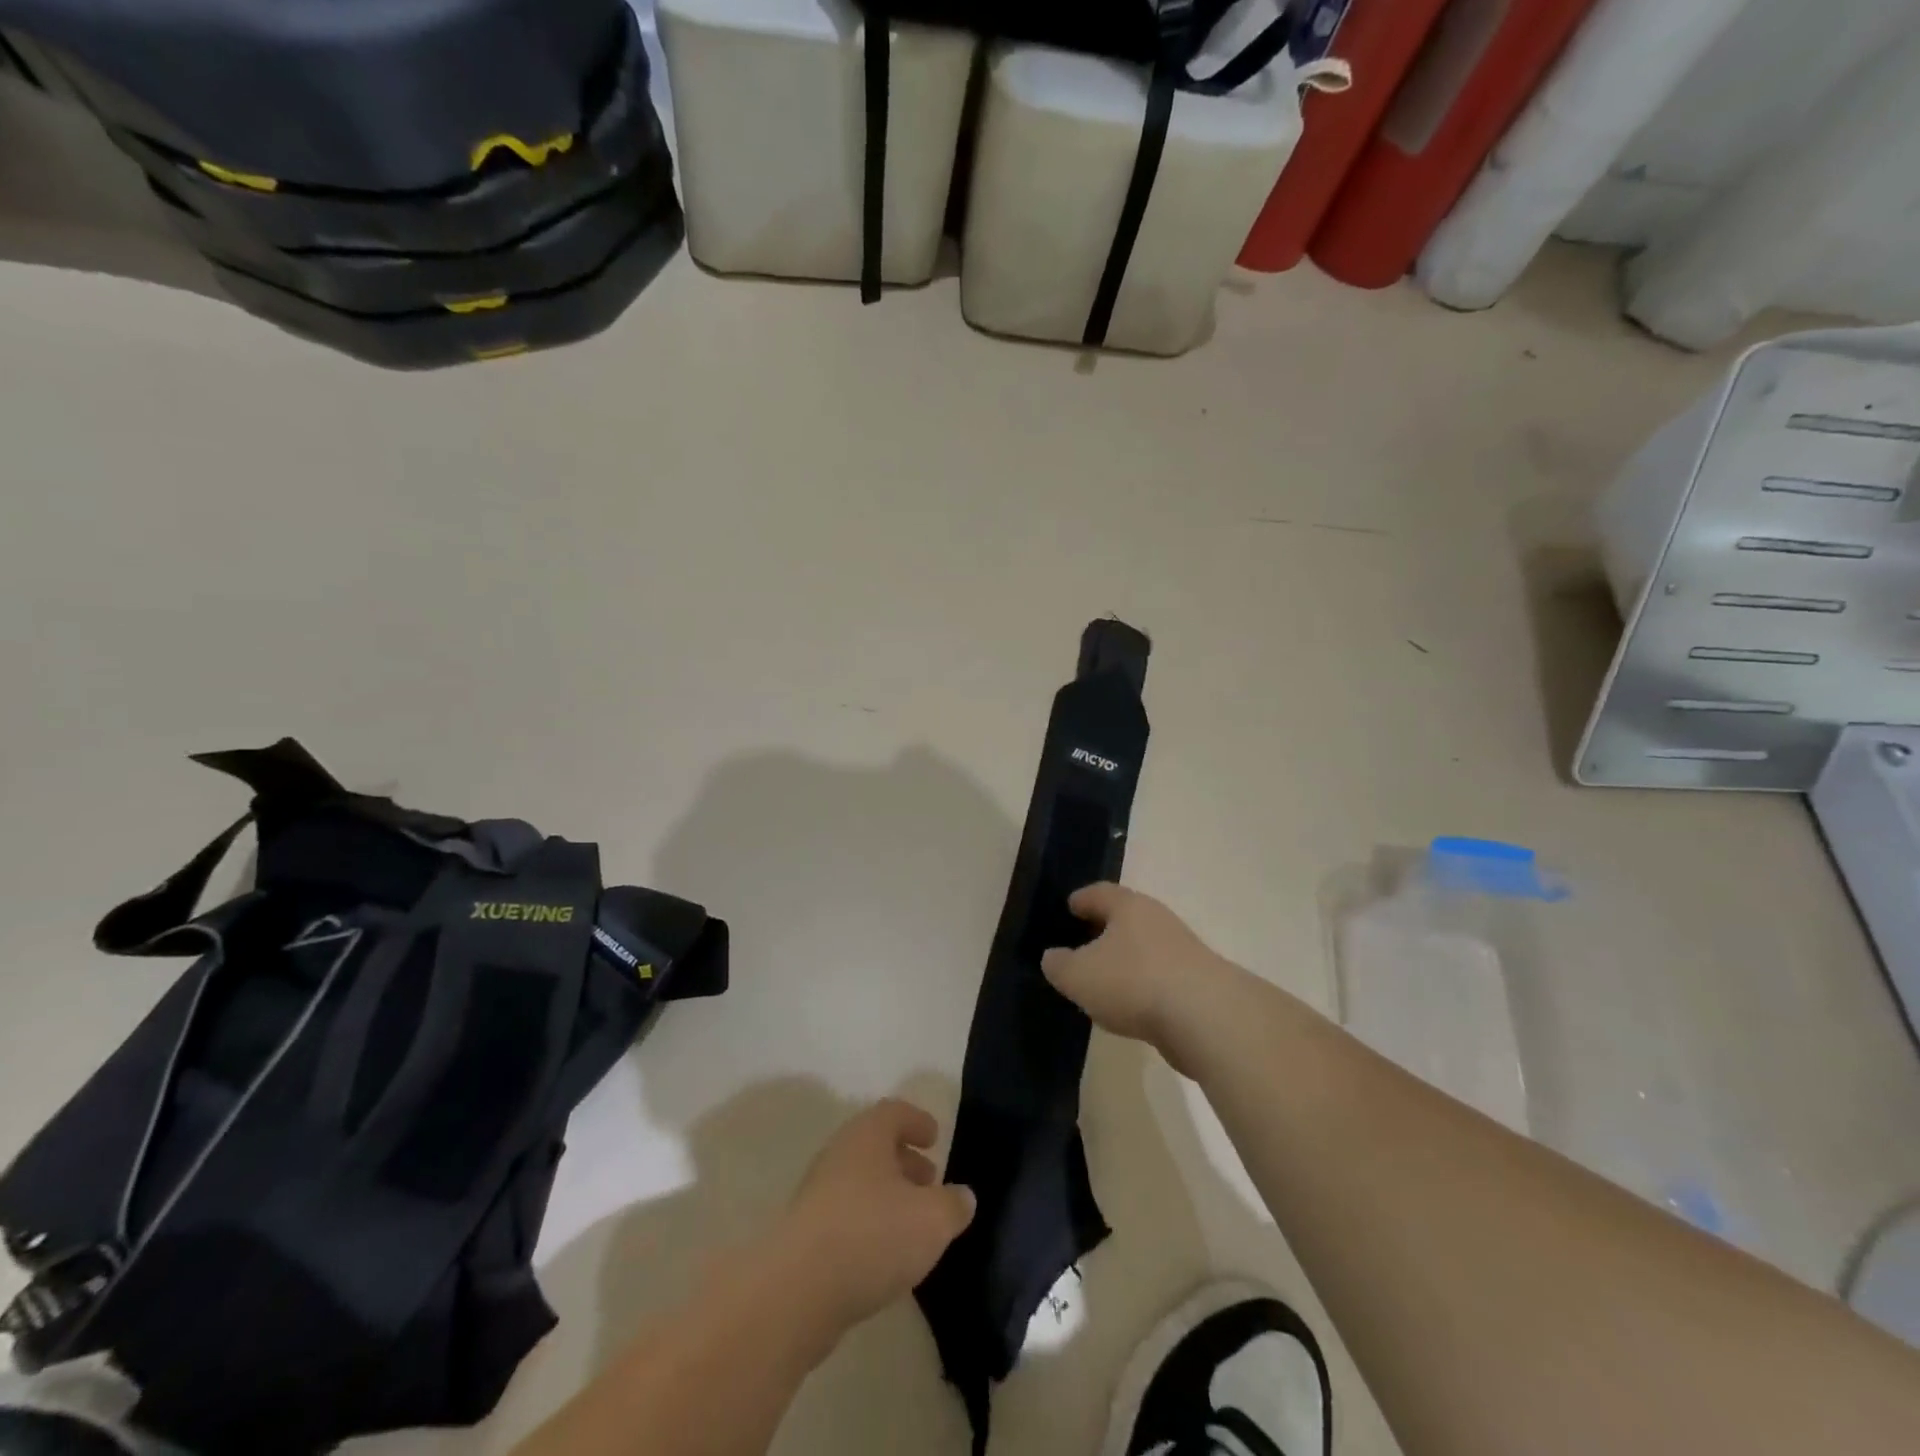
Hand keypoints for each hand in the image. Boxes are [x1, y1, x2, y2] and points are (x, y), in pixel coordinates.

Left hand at [776, 1099, 974, 1333]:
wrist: (796, 1292)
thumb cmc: (872, 1236)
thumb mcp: (932, 1220)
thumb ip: (954, 1205)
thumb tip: (962, 1197)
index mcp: (867, 1136)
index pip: (894, 1112)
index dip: (917, 1121)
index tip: (934, 1138)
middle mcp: (839, 1155)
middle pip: (875, 1147)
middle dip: (905, 1161)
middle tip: (930, 1182)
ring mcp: (817, 1194)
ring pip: (860, 1182)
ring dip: (888, 1195)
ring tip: (913, 1224)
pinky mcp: (805, 1234)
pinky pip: (845, 1215)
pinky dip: (869, 1223)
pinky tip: (885, 1255)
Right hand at [1041, 883, 1237, 1056]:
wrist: (1207, 1018)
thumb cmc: (1133, 982)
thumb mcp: (1078, 976)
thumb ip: (1058, 965)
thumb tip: (1054, 958)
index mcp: (1128, 906)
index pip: (1098, 892)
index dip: (1080, 900)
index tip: (1067, 908)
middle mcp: (1157, 919)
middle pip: (1124, 918)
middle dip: (1102, 930)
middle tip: (1079, 945)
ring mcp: (1182, 950)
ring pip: (1144, 948)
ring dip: (1124, 961)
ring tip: (1102, 982)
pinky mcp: (1198, 982)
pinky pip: (1160, 977)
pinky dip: (1143, 986)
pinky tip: (1130, 1008)